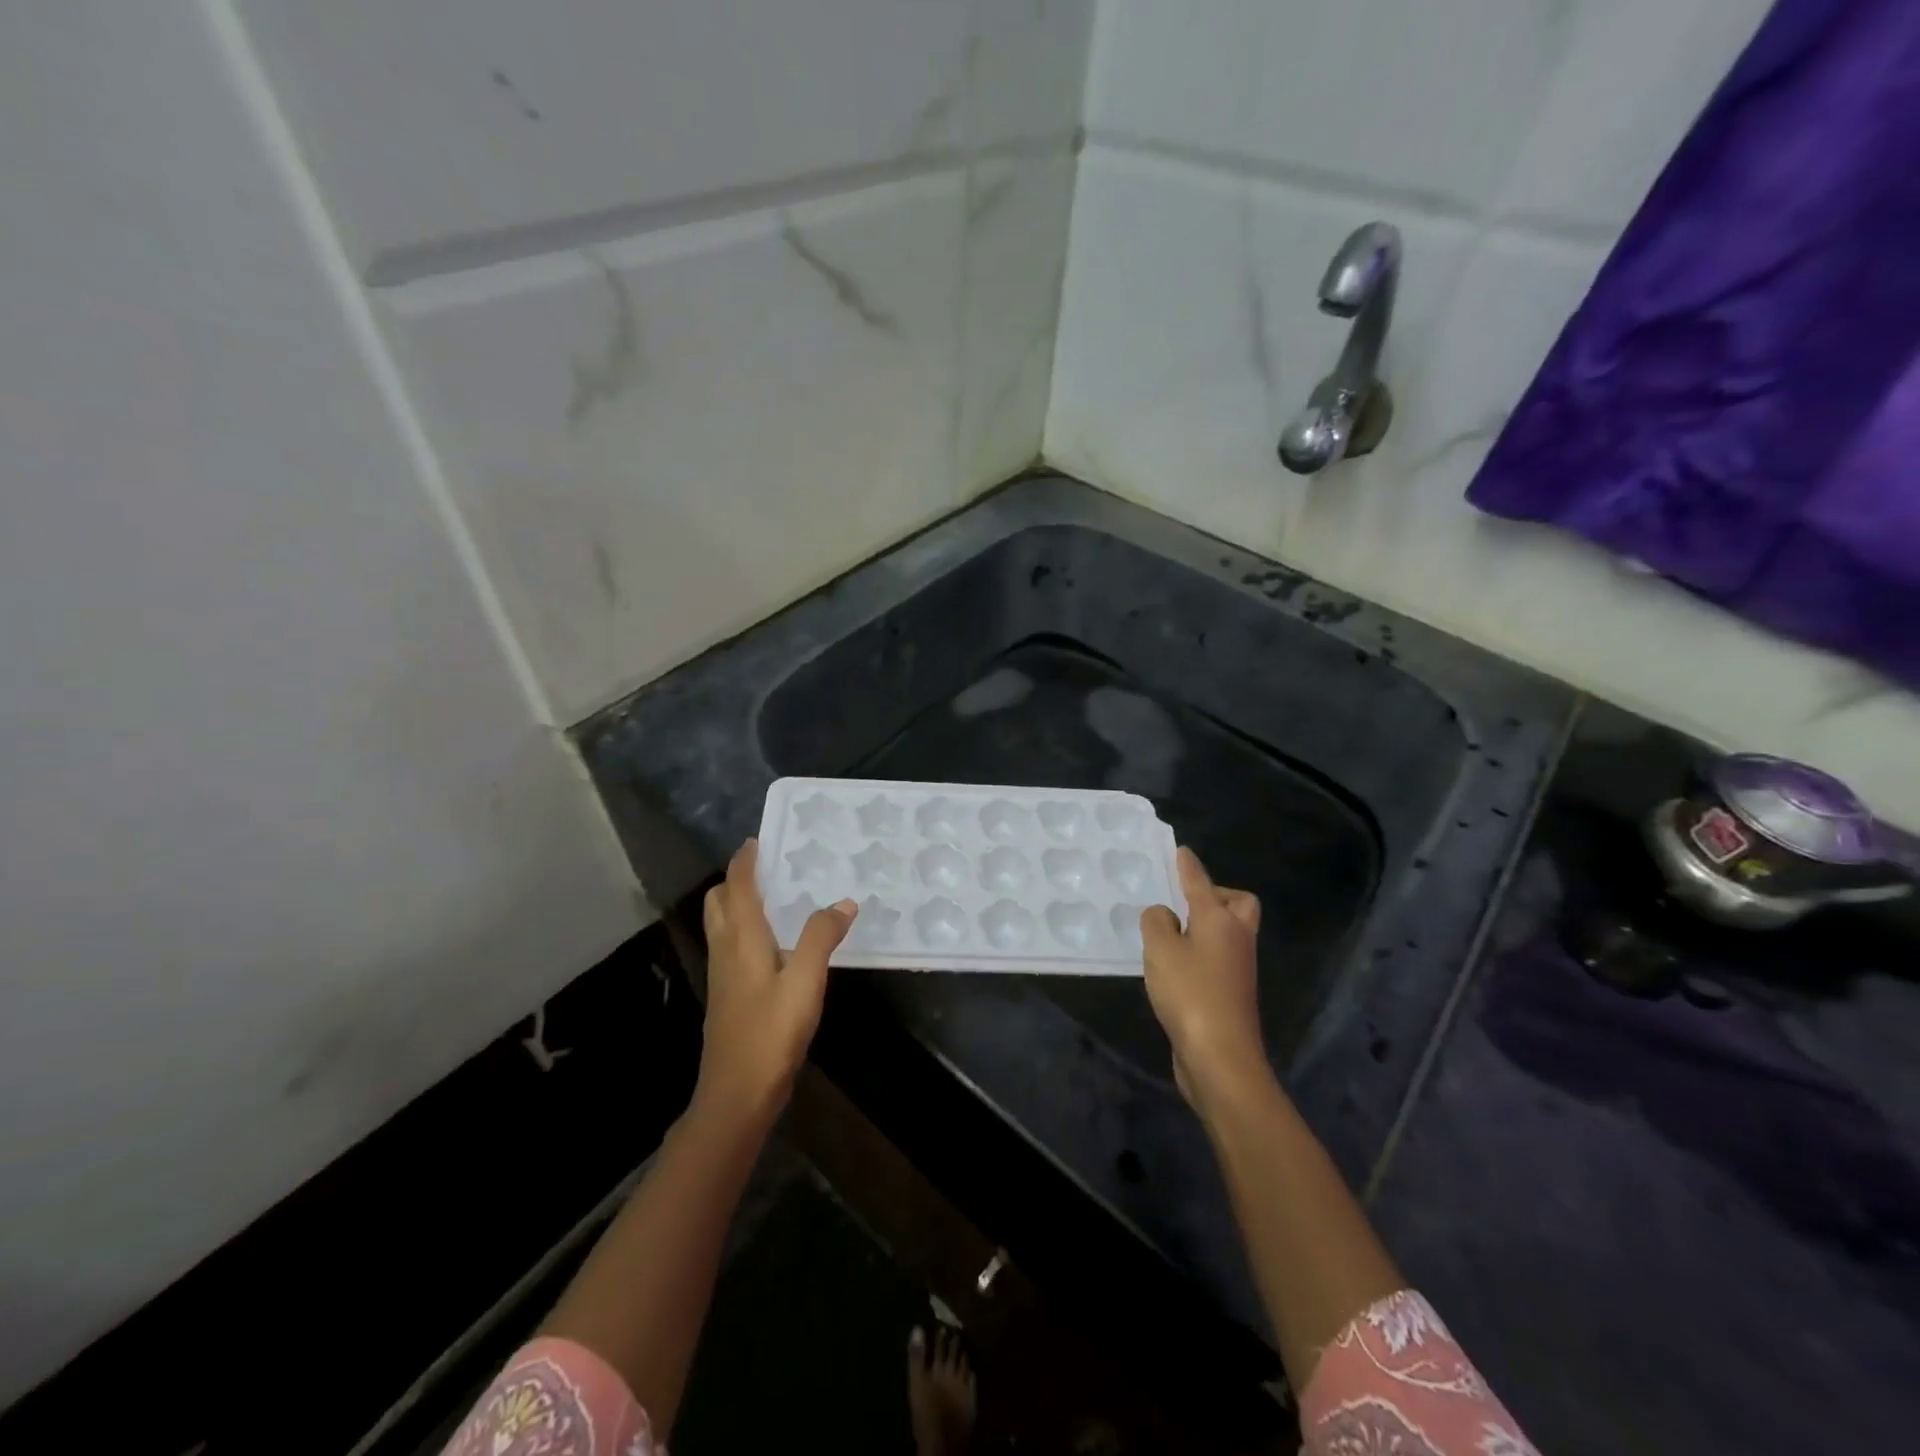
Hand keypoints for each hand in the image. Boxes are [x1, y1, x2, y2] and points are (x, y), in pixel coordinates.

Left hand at [697, 840, 855, 1127]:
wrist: (736, 1094)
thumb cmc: (770, 1033)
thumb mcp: (805, 981)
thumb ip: (822, 937)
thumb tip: (843, 902)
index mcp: (741, 938)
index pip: (737, 886)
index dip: (745, 861)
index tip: (759, 840)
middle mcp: (725, 949)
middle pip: (719, 901)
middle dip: (737, 879)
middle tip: (770, 868)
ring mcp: (723, 974)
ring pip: (722, 924)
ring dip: (739, 903)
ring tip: (775, 897)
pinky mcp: (728, 995)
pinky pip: (732, 945)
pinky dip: (746, 928)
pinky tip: (775, 942)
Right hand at [1140, 847, 1269, 1116]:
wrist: (1221, 1057)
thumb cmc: (1190, 994)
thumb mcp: (1160, 949)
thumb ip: (1157, 922)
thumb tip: (1164, 916)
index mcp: (1220, 920)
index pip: (1201, 881)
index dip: (1188, 865)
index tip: (1180, 850)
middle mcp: (1236, 938)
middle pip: (1237, 904)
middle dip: (1215, 895)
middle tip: (1183, 900)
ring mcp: (1237, 968)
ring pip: (1227, 931)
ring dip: (1204, 925)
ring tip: (1168, 930)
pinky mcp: (1230, 993)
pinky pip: (1216, 956)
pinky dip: (1199, 951)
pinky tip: (1173, 963)